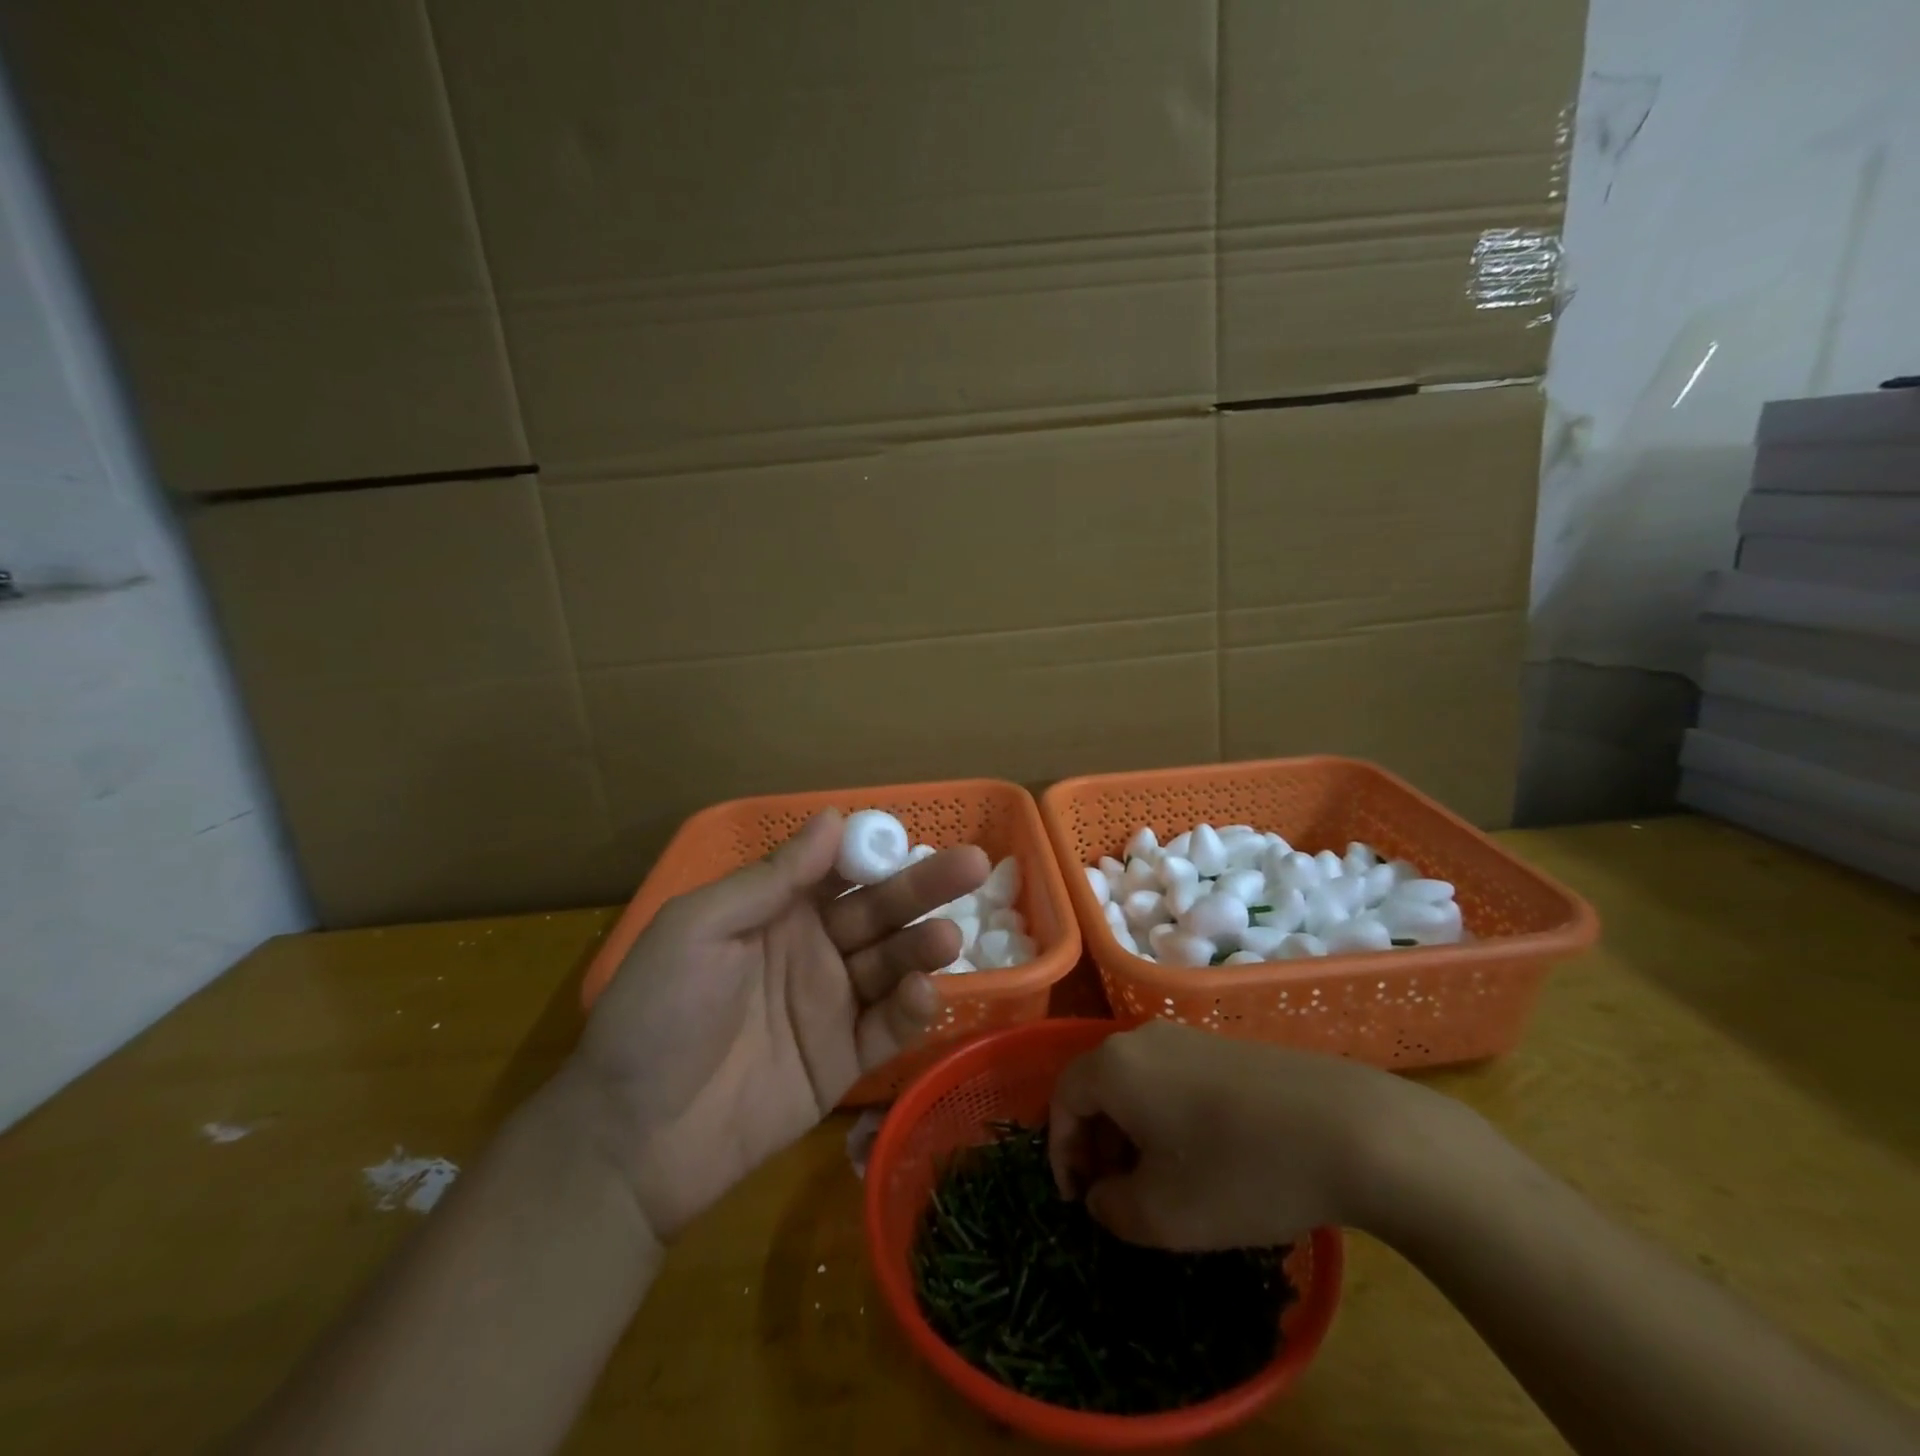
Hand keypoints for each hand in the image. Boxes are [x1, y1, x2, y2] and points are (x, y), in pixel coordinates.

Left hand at [568, 810, 987, 1238]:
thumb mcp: (698, 928)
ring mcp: (830, 1005)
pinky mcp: (843, 1061)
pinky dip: (913, 1009)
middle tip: (974, 865)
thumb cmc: (655, 1015)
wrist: (629, 1139)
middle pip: (879, 910)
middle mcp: (812, 950)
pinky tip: (924, 993)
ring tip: (947, 938)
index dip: (876, 851)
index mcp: (776, 911)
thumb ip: (771, 879)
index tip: (913, 836)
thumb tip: (833, 818)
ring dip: (922, 947)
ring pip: (892, 965)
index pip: (840, 869)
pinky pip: (887, 1028)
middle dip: (924, 887)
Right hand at [1047, 1020, 1448, 1249]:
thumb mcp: (1162, 1216)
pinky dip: (1169, 1119)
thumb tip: (1103, 1195)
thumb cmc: (1237, 1171)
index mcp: (1114, 1065)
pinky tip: (1205, 1159)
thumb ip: (1112, 1210)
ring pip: (1138, 1085)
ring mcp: (1189, 1037)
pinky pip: (1174, 1080)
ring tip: (1161, 1185)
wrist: (1347, 1129)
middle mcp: (1143, 1039)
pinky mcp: (1226, 1048)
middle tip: (1116, 1197)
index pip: (1062, 1099)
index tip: (1078, 1202)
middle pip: (1099, 1088)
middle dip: (1097, 1145)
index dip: (1060, 1153)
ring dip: (1134, 1135)